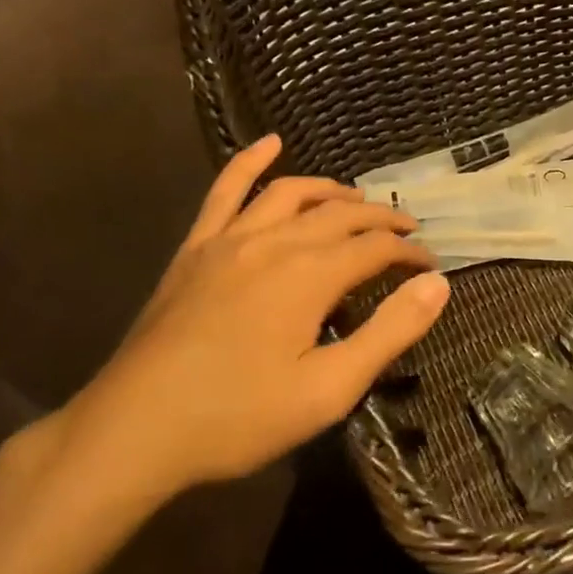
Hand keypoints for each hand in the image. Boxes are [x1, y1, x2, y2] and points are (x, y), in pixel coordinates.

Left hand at [42, 135, 447, 522]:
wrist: (134, 431)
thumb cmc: (239, 418)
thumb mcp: (329, 390)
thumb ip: (389, 332)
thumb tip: (438, 284)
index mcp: (311, 275)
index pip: (375, 248)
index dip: (409, 253)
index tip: (431, 265)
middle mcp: (276, 241)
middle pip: (340, 214)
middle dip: (381, 220)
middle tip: (407, 231)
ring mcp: (231, 239)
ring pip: (292, 194)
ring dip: (332, 192)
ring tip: (357, 201)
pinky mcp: (197, 248)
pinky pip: (225, 190)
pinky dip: (250, 161)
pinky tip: (270, 142)